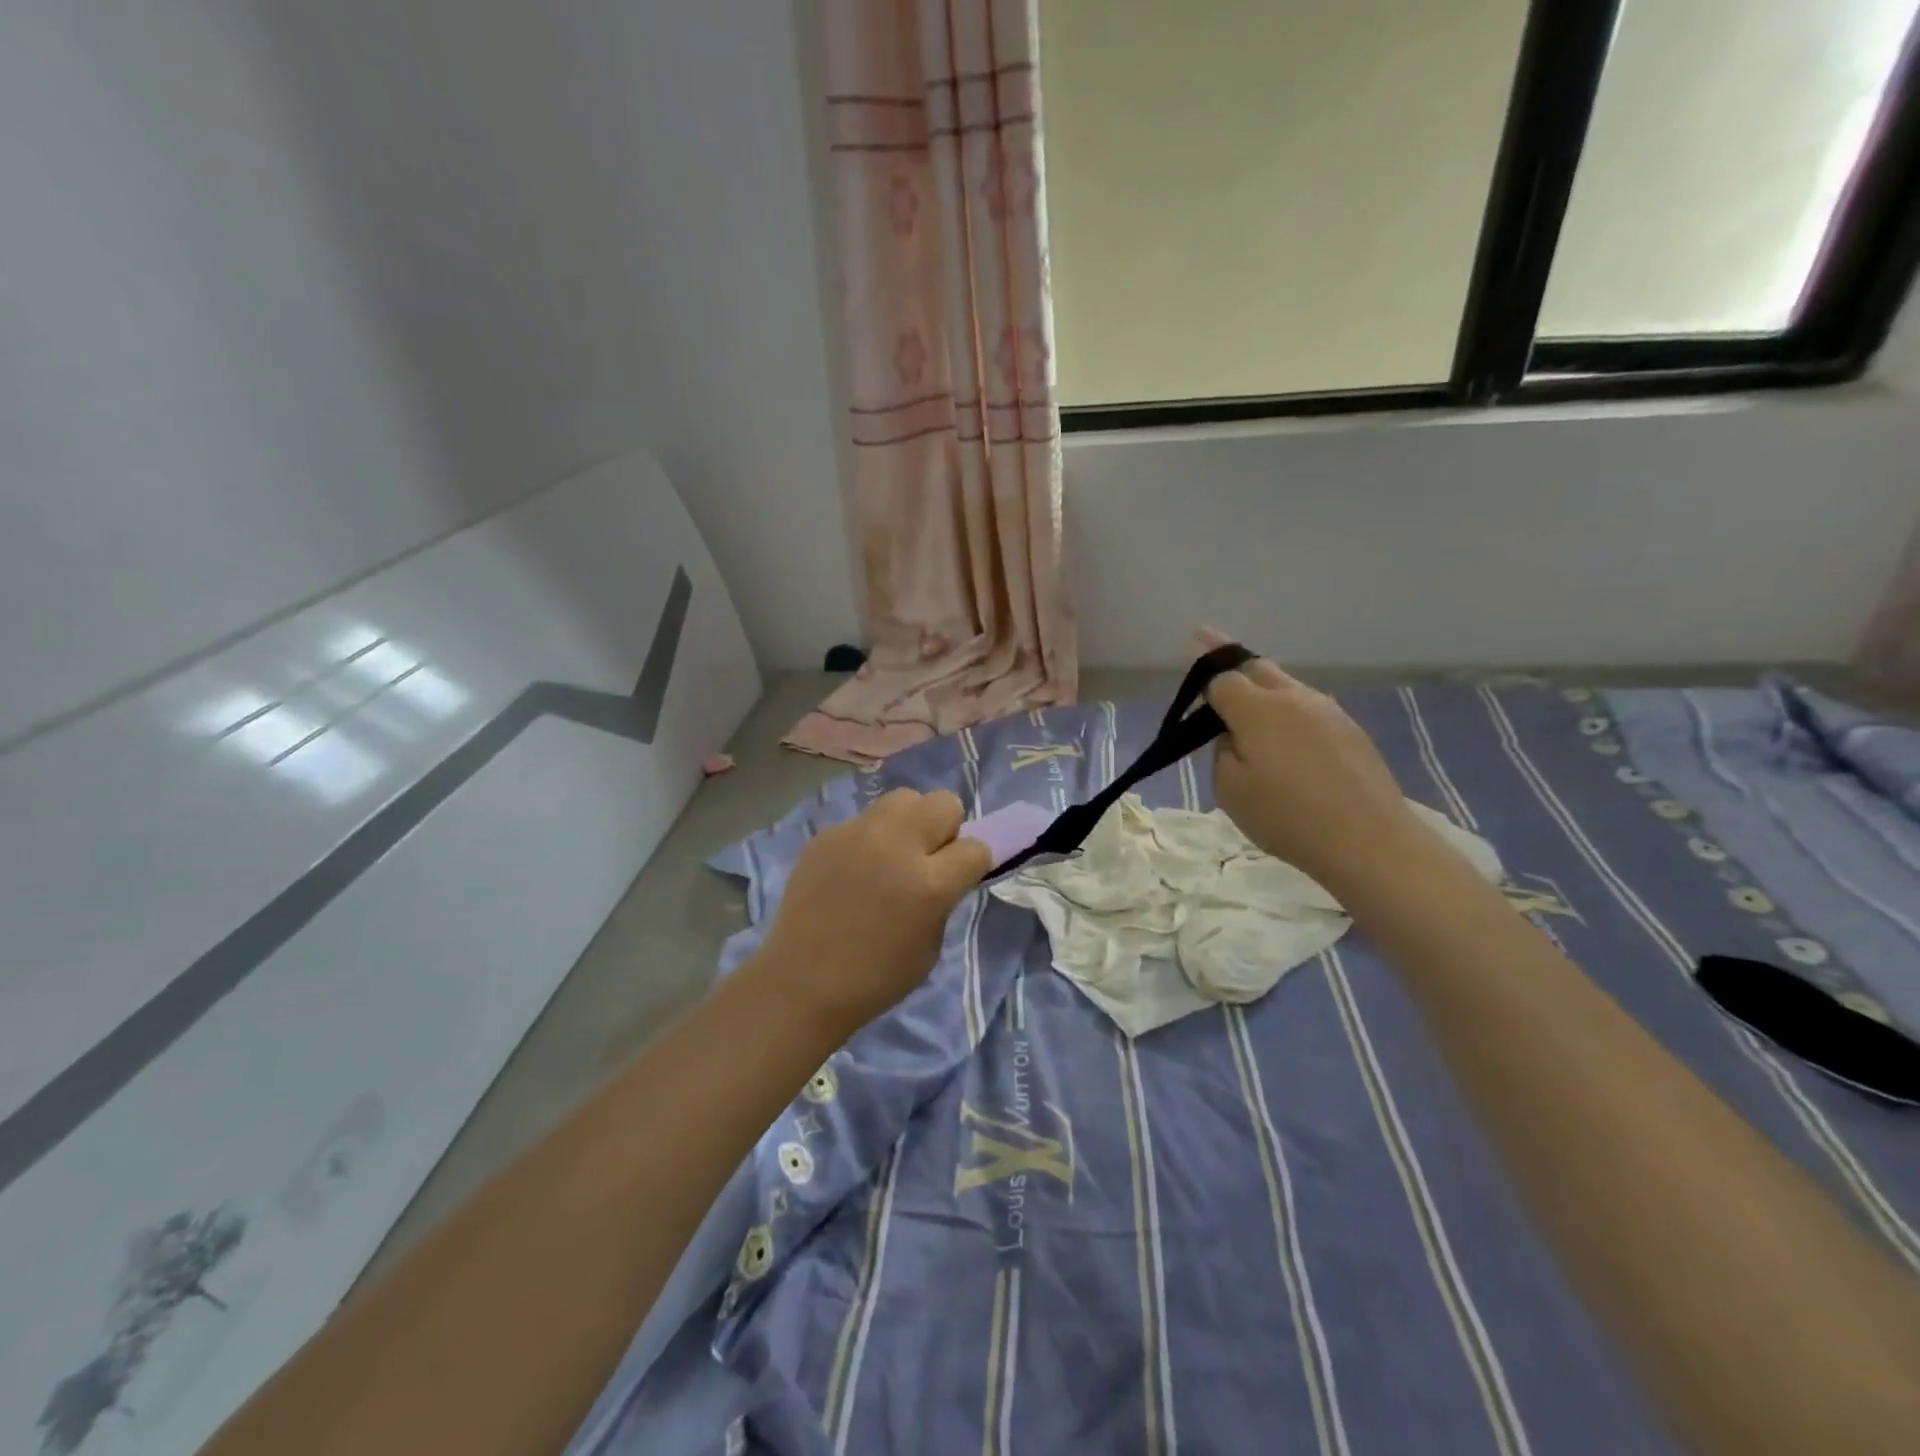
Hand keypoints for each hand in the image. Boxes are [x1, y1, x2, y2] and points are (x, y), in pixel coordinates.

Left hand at [756, 788, 992, 1035]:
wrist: (802, 984)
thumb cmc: (875, 978)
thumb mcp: (931, 945)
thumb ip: (944, 897)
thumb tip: (946, 870)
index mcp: (929, 884)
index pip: (975, 847)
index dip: (972, 863)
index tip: (960, 877)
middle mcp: (896, 846)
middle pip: (944, 802)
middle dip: (946, 829)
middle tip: (928, 858)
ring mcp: (857, 834)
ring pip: (903, 798)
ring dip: (909, 822)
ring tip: (892, 855)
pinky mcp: (827, 834)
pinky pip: (864, 820)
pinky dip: (870, 838)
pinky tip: (854, 869)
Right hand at [1200, 634, 1421, 891]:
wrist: (1368, 839)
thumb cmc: (1286, 816)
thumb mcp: (1230, 789)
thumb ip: (1222, 751)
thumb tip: (1233, 735)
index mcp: (1256, 708)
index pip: (1220, 678)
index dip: (1202, 674)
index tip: (1189, 665)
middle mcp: (1293, 697)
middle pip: (1255, 666)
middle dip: (1229, 656)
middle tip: (1208, 639)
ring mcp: (1327, 710)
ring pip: (1285, 684)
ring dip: (1261, 684)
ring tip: (1245, 695)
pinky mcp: (1350, 730)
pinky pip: (1307, 706)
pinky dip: (1287, 707)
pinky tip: (1285, 733)